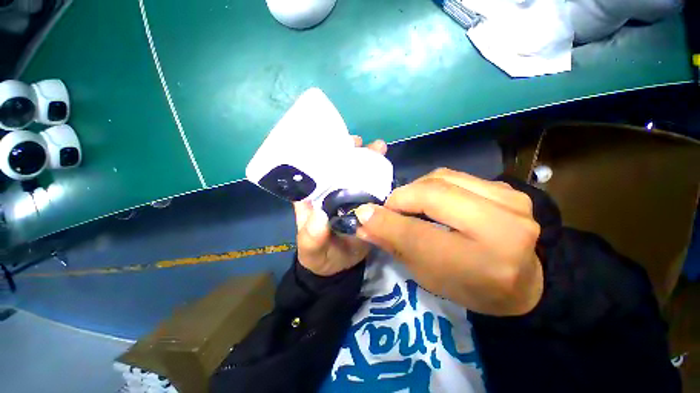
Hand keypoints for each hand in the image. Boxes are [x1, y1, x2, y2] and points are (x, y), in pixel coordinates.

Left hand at [294, 136, 387, 276]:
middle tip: (362, 143)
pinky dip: (381, 178)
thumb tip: (320, 216)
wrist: (337, 270)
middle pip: (338, 167)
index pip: (314, 170)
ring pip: (357, 175)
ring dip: (367, 160)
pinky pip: (373, 189)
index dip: (323, 154)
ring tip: (380, 147)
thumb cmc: (317, 256)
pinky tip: (390, 168)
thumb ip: (311, 236)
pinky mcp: (365, 206)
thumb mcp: (309, 249)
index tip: (334, 144)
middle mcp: (330, 192)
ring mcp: (349, 198)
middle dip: (349, 152)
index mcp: (312, 197)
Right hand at [353, 168, 543, 315]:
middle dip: (403, 196)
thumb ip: (403, 249)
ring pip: (450, 177)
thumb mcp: (438, 282)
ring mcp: (514, 203)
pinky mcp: (514, 191)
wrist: (525, 283)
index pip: (423, 235)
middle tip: (387, 208)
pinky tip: (441, 202)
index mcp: (485, 266)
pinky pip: (466, 179)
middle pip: (438, 192)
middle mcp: (505, 228)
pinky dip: (444, 187)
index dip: (387, 221)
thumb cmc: (479, 292)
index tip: (362, 215)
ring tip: (411, 204)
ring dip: (421, 188)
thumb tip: (366, 220)